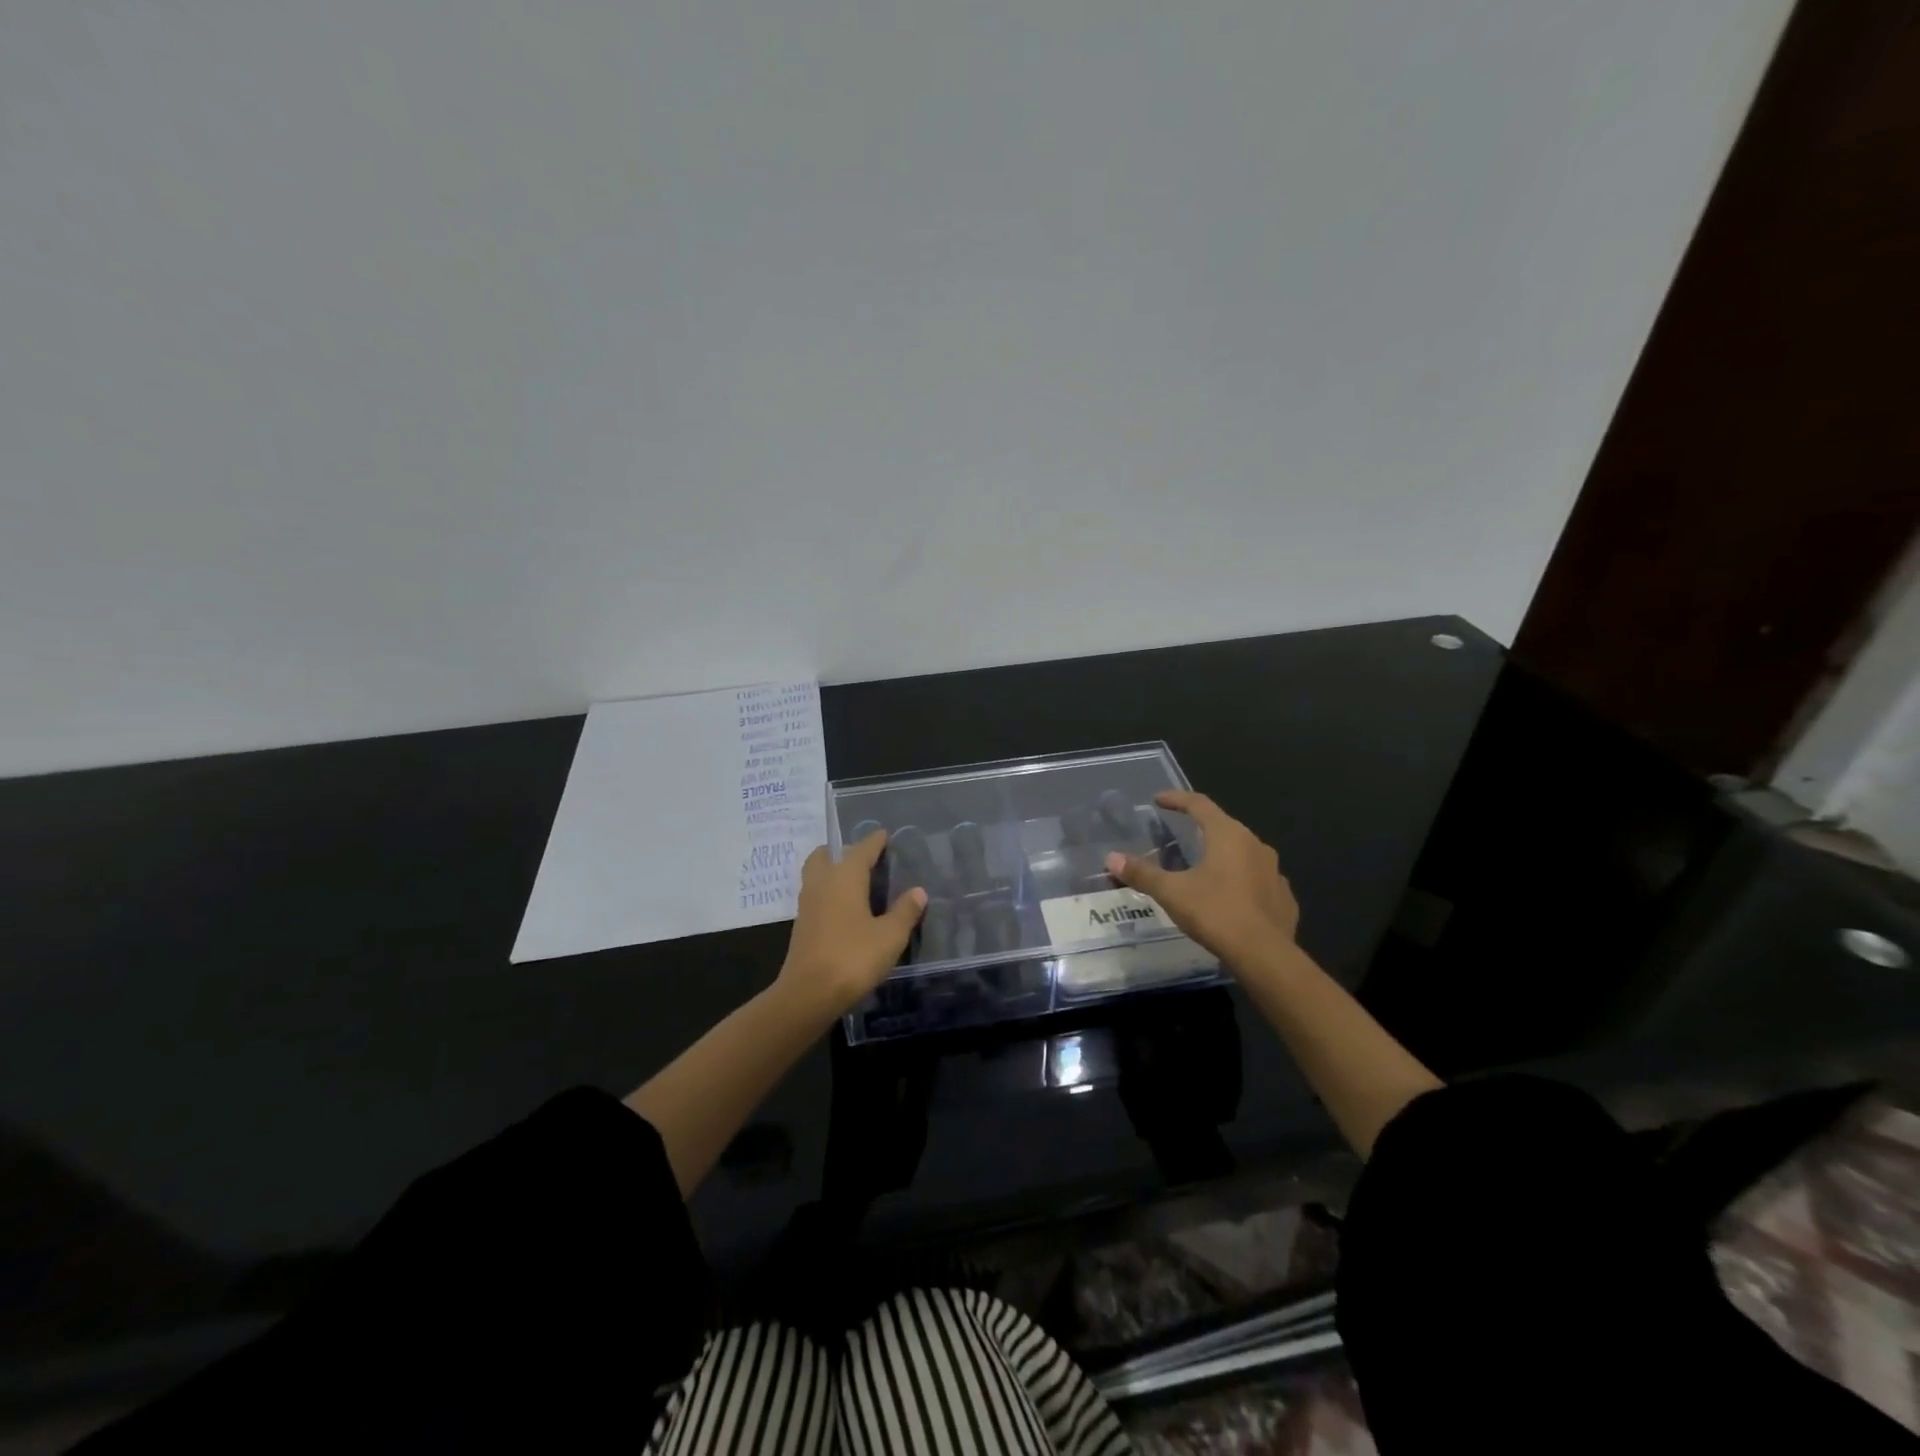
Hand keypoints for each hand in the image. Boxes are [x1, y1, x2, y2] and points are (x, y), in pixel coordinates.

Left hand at [778, 829, 926, 1018]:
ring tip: (855, 880)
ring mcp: (807, 903)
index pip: (861, 849)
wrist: (808, 994)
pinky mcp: (801, 924)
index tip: (884, 834)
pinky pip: (815, 894)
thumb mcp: (889, 936)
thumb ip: (905, 911)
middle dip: (843, 851)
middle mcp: (822, 882)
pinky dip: (828, 891)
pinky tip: (844, 907)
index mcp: (845, 876)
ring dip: (832, 870)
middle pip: (828, 855)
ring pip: (817, 873)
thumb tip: (918, 891)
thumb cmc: (853, 957)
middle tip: (864, 857)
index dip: (874, 841)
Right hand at [1105, 791, 1298, 972]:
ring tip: (1204, 866)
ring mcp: (1274, 871)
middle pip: (1224, 826)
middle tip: (1181, 831)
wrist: (1265, 956)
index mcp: (1228, 835)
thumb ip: (1142, 873)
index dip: (1177, 799)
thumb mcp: (1172, 892)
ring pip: (1244, 853)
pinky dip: (1241, 880)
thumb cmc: (1216, 913)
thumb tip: (1111, 858)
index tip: (1158, 799)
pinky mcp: (1283, 897)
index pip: (1200, 804)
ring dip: (1223, 854)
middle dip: (1201, 826)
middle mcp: (1255, 845)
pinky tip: (1230, 896)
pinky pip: (1258, 879)